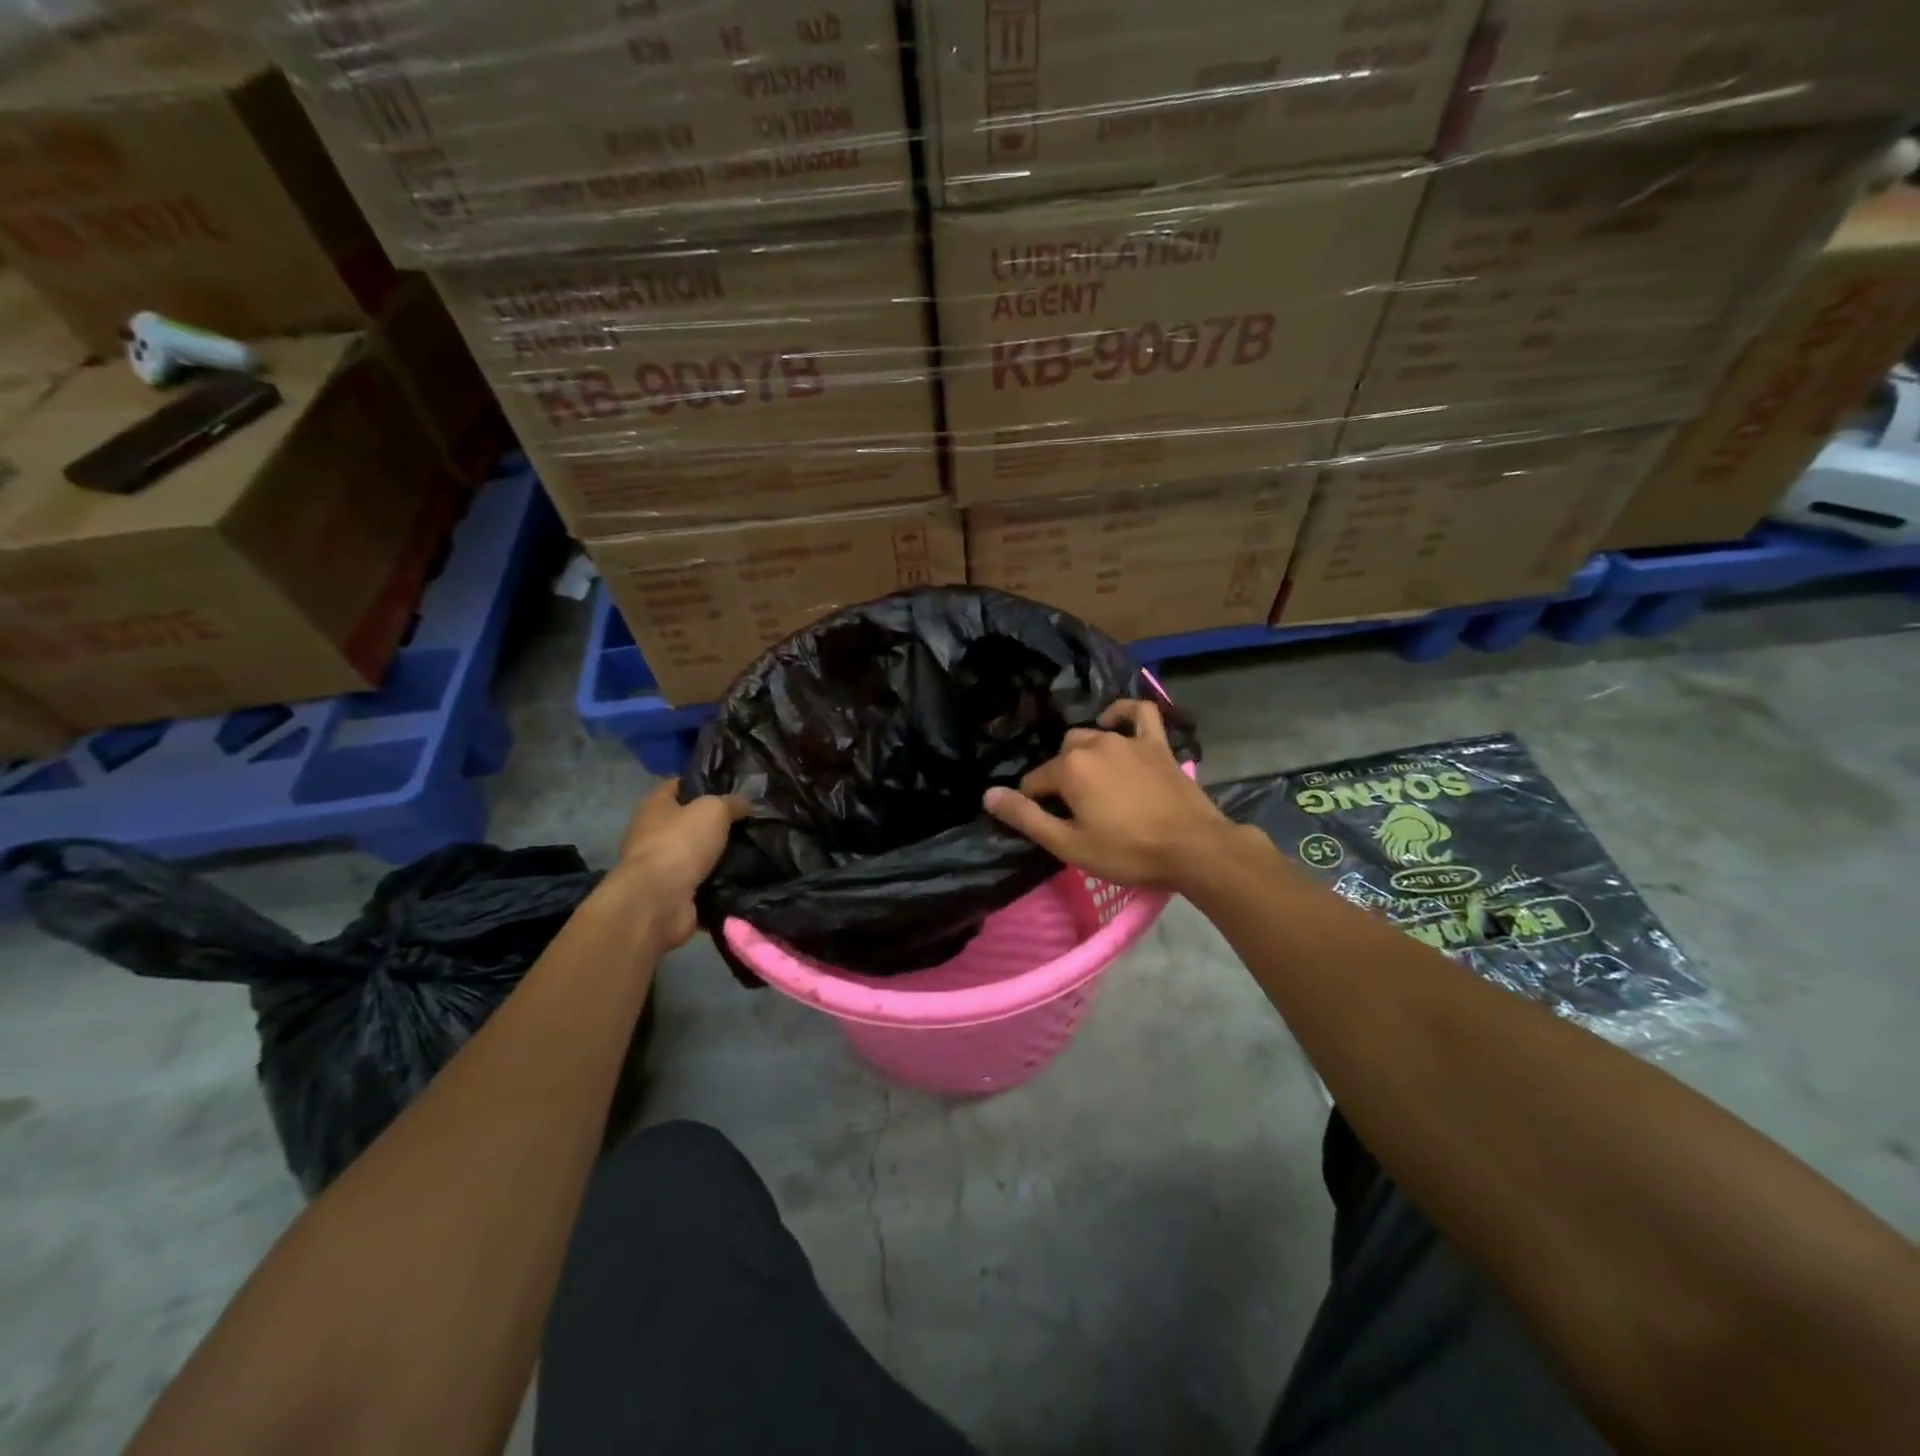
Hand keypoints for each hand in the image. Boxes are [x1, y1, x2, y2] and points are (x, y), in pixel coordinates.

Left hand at [611, 780, 747, 951]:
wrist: (659, 901)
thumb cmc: (680, 842)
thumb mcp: (714, 810)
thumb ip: (731, 803)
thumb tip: (745, 803)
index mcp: (655, 806)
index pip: (678, 785)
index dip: (702, 782)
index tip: (732, 786)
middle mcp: (652, 835)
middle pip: (689, 823)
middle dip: (716, 823)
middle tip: (750, 822)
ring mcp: (661, 868)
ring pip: (698, 856)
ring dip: (721, 856)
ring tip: (755, 850)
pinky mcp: (673, 895)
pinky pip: (704, 885)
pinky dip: (721, 884)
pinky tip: (747, 878)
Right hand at [983, 700, 1239, 889]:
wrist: (1193, 848)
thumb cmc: (1128, 851)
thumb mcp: (1069, 844)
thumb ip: (1026, 817)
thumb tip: (988, 795)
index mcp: (1070, 768)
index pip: (1035, 781)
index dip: (1035, 805)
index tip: (1050, 826)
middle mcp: (1094, 743)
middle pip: (1062, 756)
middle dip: (1060, 779)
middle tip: (1075, 811)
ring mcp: (1127, 739)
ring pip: (1091, 735)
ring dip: (1084, 755)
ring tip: (1092, 783)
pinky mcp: (1156, 743)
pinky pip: (1138, 713)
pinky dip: (1122, 713)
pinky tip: (1114, 722)